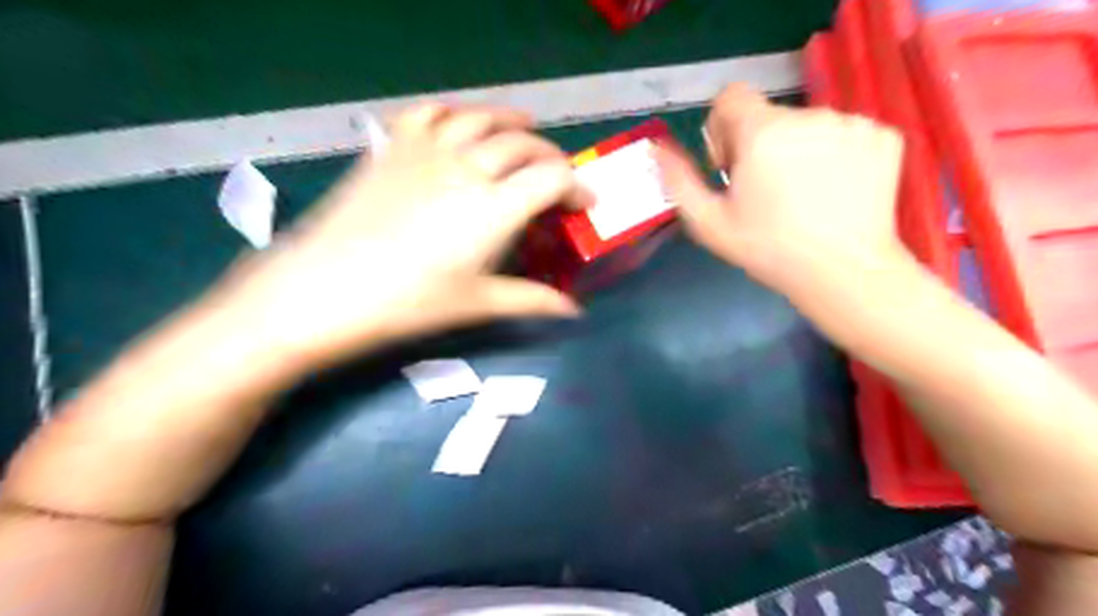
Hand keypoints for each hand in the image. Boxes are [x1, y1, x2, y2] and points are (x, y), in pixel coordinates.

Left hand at [219, 104, 591, 367]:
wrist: (326, 289)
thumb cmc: (409, 303)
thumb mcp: (478, 303)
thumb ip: (531, 299)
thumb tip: (572, 310)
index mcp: (495, 208)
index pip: (552, 179)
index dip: (576, 187)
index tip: (583, 202)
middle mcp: (468, 168)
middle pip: (523, 145)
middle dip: (551, 158)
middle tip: (558, 177)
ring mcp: (428, 151)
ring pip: (482, 119)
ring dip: (511, 122)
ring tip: (524, 130)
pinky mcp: (394, 147)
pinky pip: (431, 112)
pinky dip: (455, 113)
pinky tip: (462, 124)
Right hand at [655, 83, 903, 293]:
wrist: (844, 272)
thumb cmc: (768, 249)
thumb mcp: (709, 222)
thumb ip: (678, 180)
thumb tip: (657, 148)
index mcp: (763, 132)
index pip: (731, 96)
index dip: (722, 128)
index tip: (730, 165)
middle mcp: (809, 115)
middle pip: (769, 117)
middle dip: (758, 146)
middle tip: (764, 192)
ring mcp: (853, 123)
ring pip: (808, 126)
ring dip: (796, 151)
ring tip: (802, 197)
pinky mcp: (885, 136)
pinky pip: (845, 134)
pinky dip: (834, 155)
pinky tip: (833, 192)